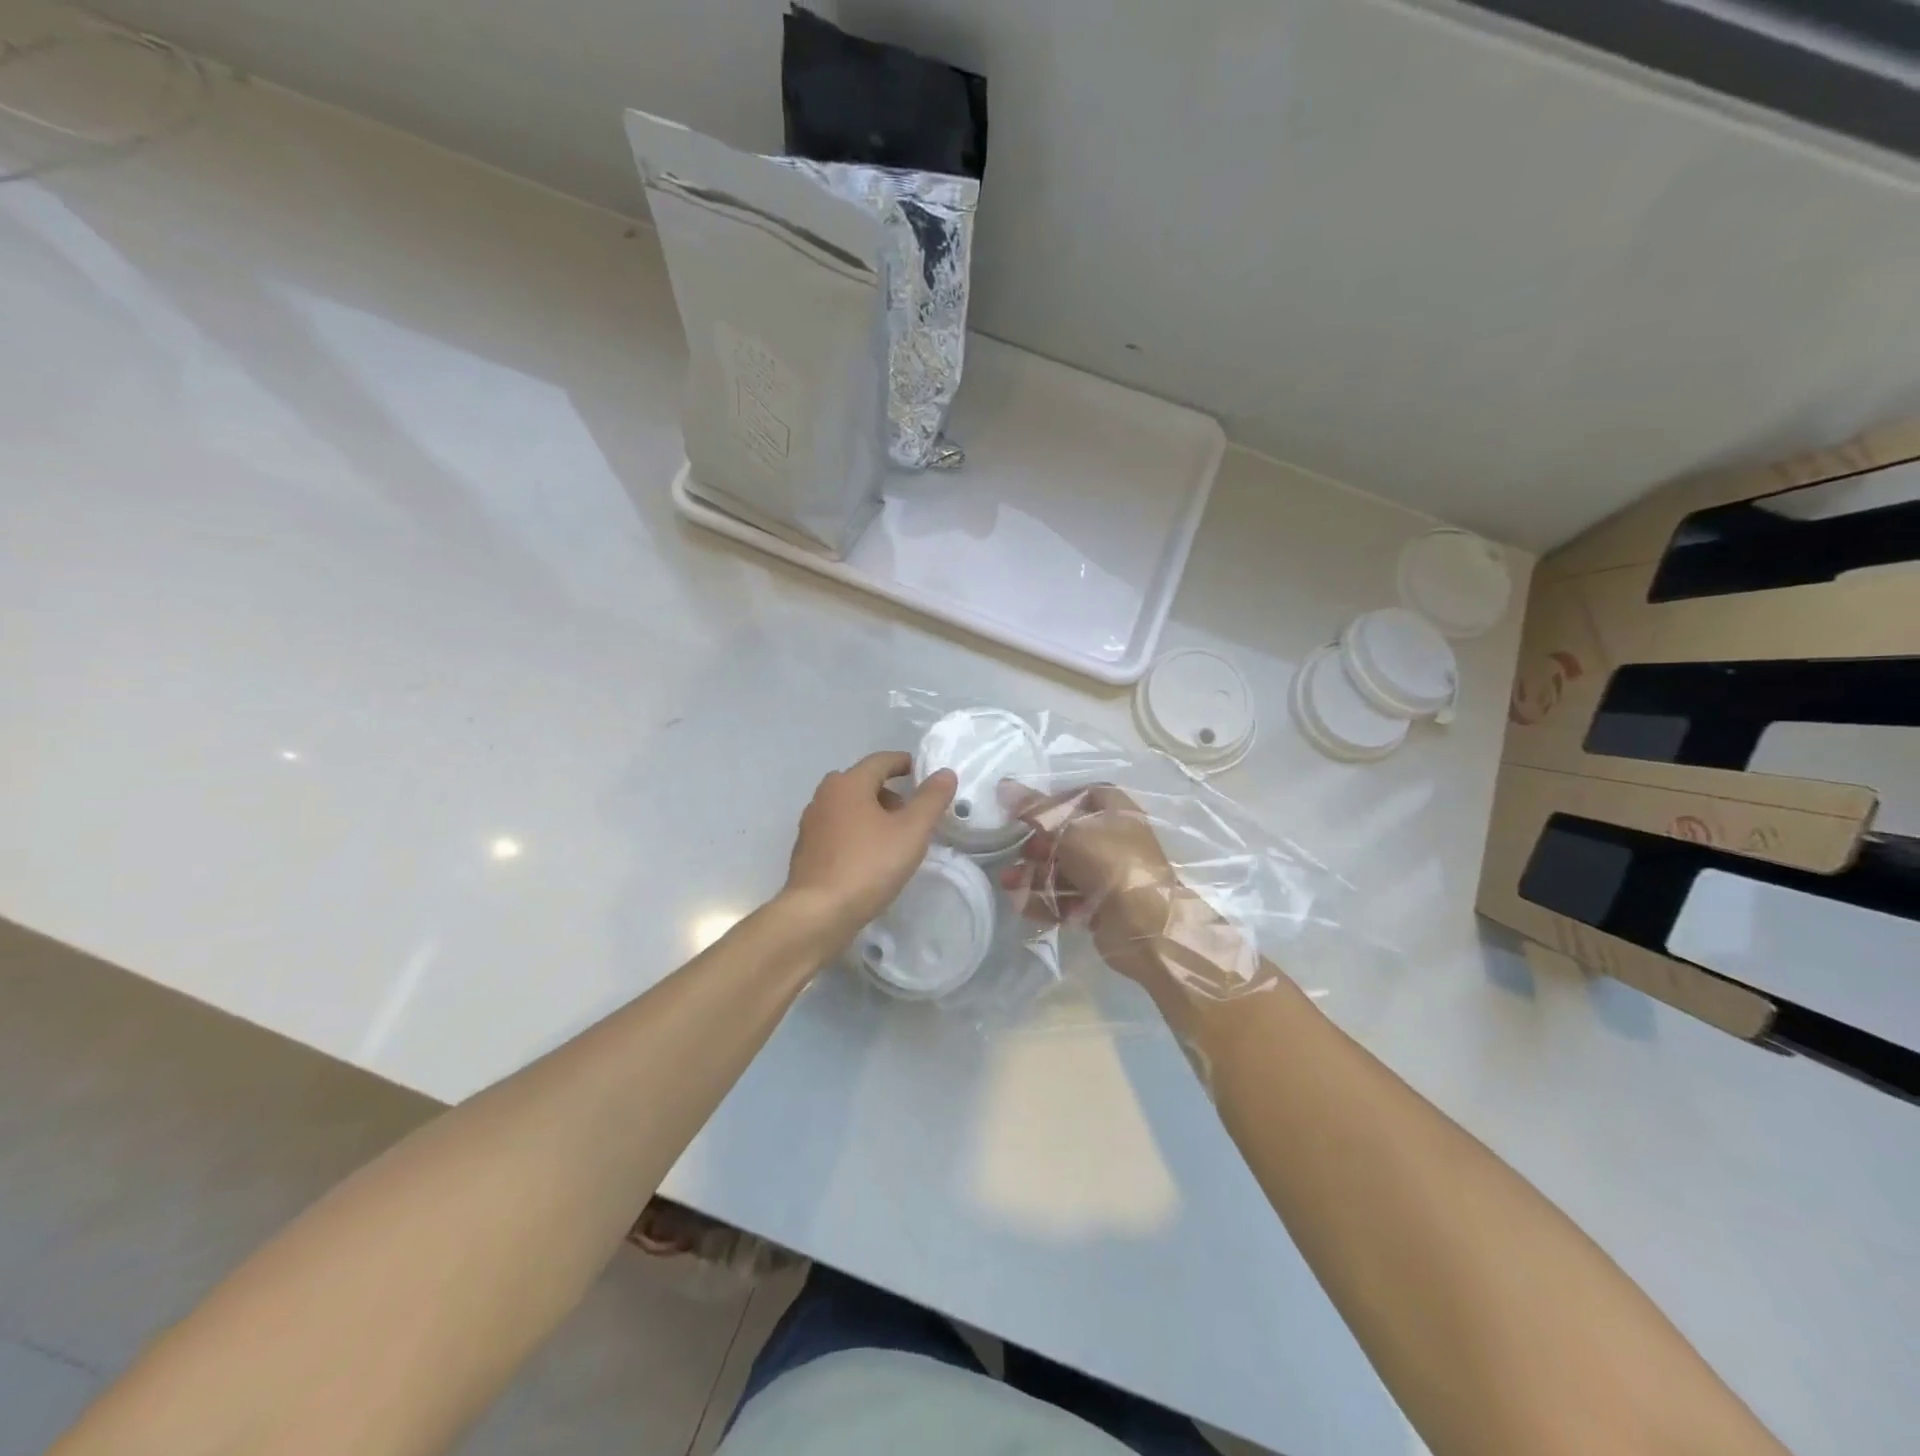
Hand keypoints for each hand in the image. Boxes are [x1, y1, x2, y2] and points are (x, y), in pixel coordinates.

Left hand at [781, 751, 957, 950]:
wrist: (818, 913)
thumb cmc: (869, 865)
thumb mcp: (911, 832)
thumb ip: (931, 800)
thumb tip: (944, 773)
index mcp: (848, 784)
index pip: (880, 761)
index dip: (903, 763)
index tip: (921, 772)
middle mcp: (824, 796)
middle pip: (861, 782)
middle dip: (887, 791)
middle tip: (910, 811)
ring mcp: (811, 823)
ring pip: (847, 806)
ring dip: (870, 812)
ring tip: (893, 836)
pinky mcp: (805, 850)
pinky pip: (836, 829)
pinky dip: (855, 831)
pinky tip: (868, 856)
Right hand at [1000, 783, 1256, 1035]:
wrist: (1144, 923)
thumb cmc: (1108, 862)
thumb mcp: (1067, 828)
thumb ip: (1034, 808)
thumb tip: (1004, 784)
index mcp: (1116, 811)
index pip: (1081, 796)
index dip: (1053, 802)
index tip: (1027, 813)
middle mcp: (1115, 839)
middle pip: (1068, 834)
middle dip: (1038, 844)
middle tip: (1020, 852)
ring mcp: (1110, 874)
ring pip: (1065, 868)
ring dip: (1034, 874)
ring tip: (1007, 882)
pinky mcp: (1103, 905)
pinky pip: (1069, 896)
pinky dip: (1046, 899)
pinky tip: (1022, 904)